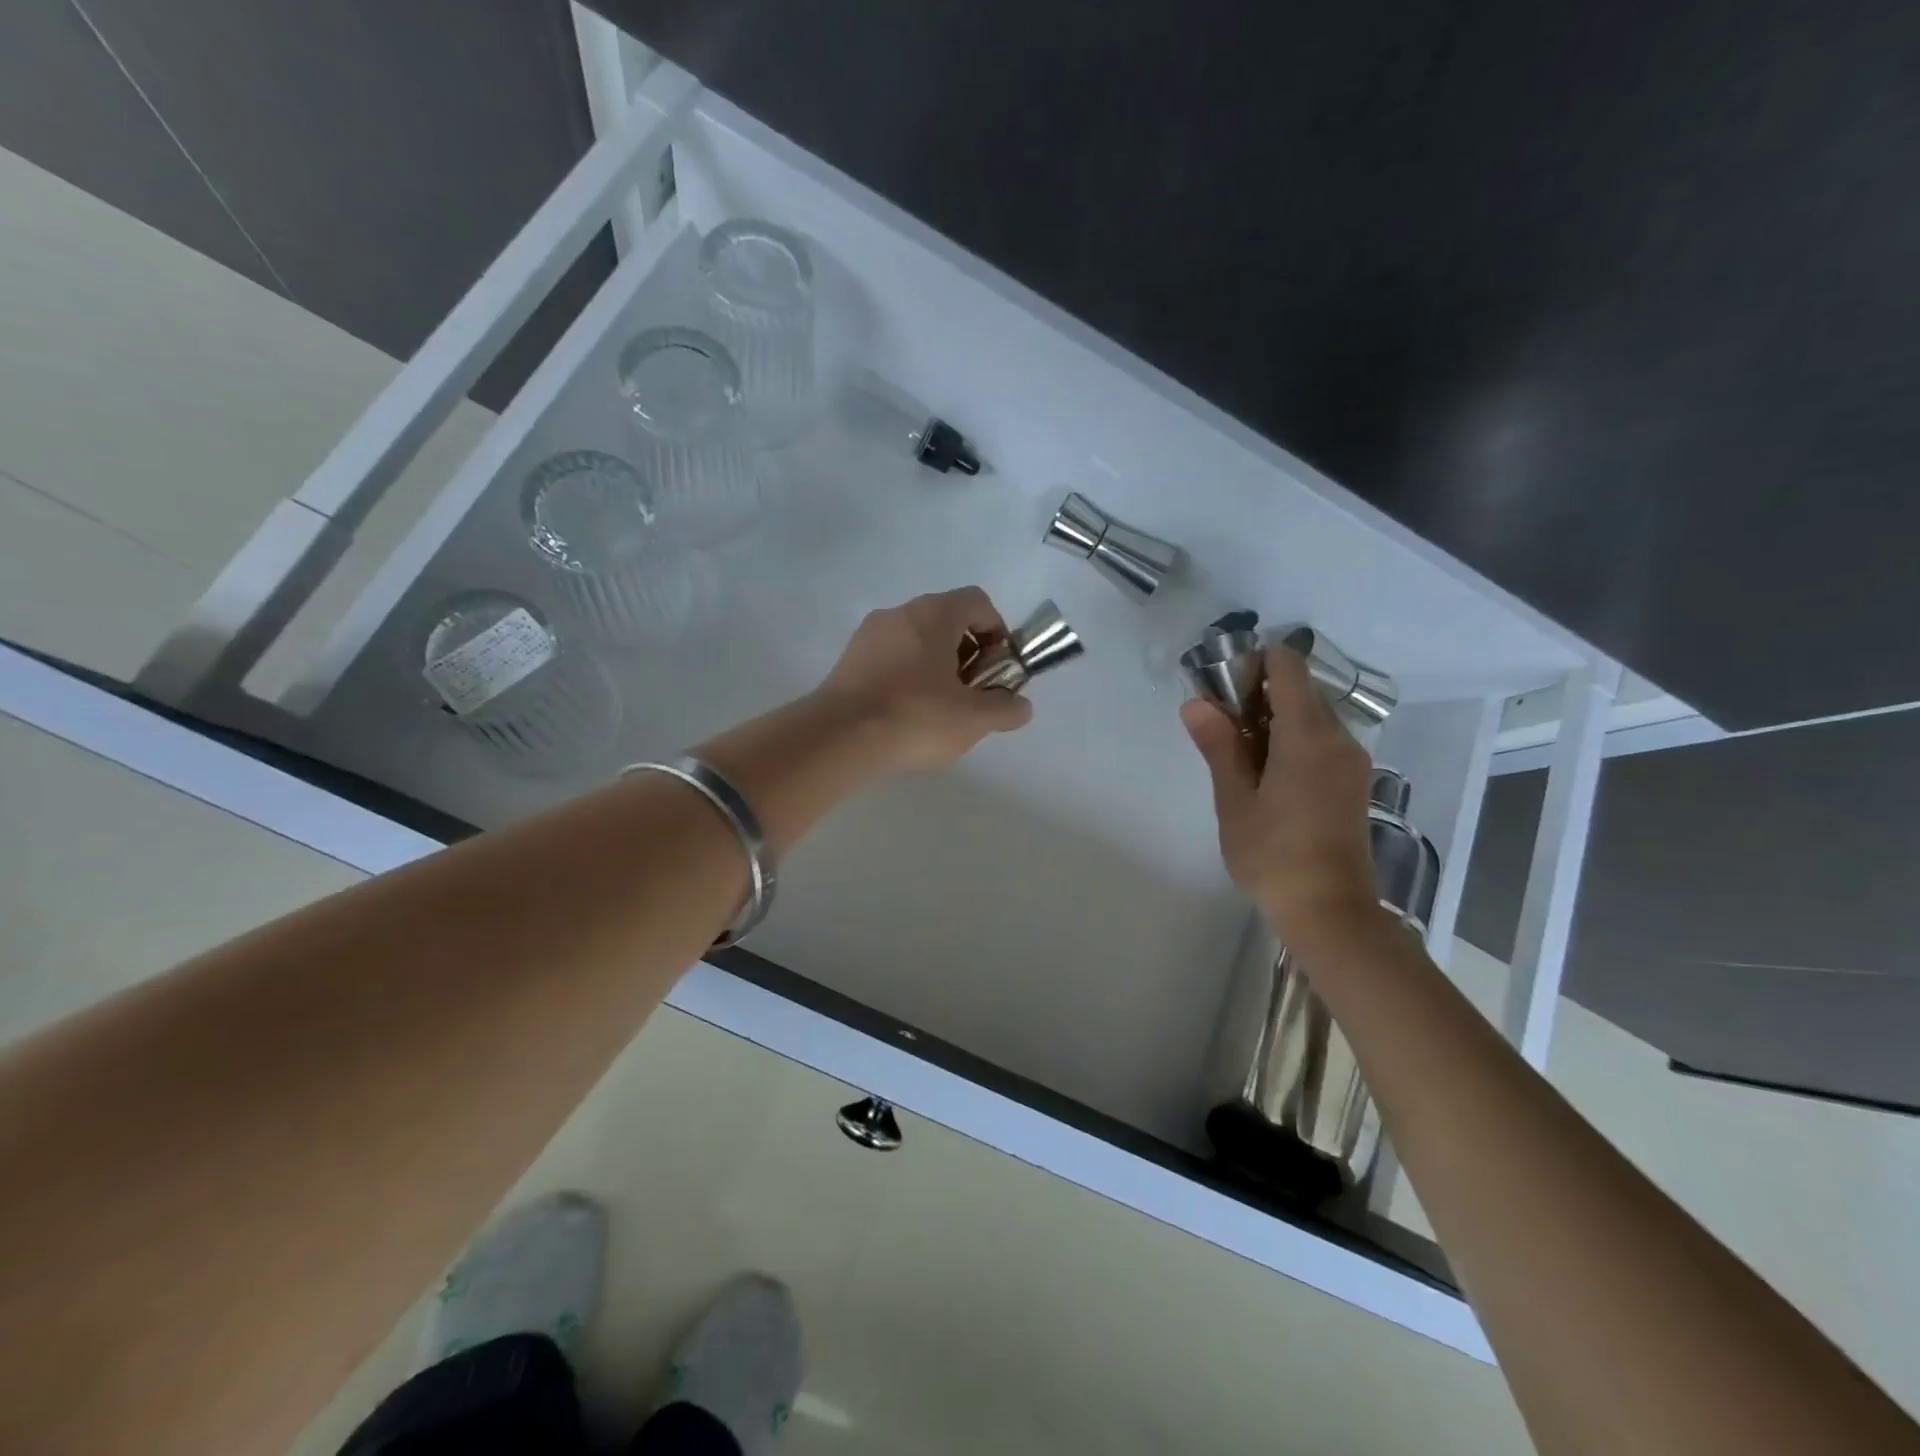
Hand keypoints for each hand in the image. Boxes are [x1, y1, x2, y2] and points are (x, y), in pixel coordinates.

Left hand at [818, 586, 1034, 772]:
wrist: (838, 738)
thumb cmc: (916, 717)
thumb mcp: (974, 719)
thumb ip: (1006, 708)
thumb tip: (1020, 706)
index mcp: (935, 613)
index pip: (978, 602)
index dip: (997, 632)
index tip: (998, 669)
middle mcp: (900, 612)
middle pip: (946, 621)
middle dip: (967, 655)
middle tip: (971, 695)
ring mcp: (869, 635)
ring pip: (916, 642)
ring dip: (936, 668)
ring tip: (939, 712)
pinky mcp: (847, 660)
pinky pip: (889, 660)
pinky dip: (906, 679)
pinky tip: (906, 717)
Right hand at [1181, 645, 1380, 941]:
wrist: (1331, 912)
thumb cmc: (1274, 855)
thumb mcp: (1234, 801)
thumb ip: (1219, 746)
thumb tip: (1196, 703)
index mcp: (1308, 735)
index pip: (1288, 666)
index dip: (1253, 665)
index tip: (1223, 692)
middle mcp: (1339, 738)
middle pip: (1300, 689)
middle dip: (1258, 696)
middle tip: (1222, 731)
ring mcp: (1352, 761)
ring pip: (1311, 716)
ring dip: (1275, 721)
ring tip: (1240, 758)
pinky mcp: (1354, 782)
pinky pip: (1322, 741)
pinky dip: (1293, 741)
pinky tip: (1268, 777)